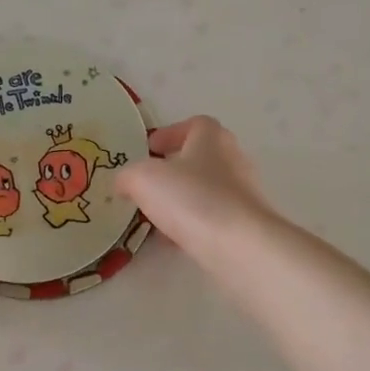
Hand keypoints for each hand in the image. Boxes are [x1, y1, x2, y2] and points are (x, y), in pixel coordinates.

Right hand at [117, 117, 272, 260]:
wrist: (240, 246)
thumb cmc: (191, 198)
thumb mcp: (144, 179)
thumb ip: (128, 176)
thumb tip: (124, 182)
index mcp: (211, 137)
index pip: (194, 124)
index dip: (170, 133)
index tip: (149, 148)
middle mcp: (232, 159)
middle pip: (200, 157)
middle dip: (174, 169)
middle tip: (149, 183)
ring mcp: (243, 193)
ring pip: (205, 190)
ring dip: (182, 199)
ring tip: (156, 215)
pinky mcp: (245, 223)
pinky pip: (213, 217)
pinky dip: (193, 224)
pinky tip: (174, 240)